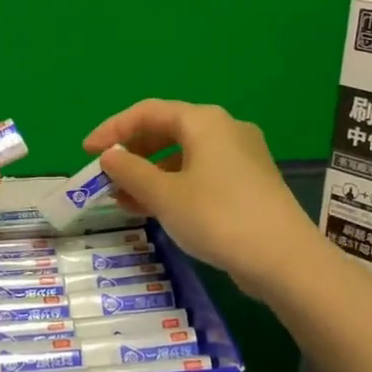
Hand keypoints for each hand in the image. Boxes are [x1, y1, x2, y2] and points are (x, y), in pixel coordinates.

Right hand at [82, 100, 323, 295]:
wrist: (284, 260)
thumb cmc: (217, 217)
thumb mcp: (164, 195)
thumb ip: (130, 172)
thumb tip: (109, 157)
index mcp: (203, 121)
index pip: (147, 112)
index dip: (112, 129)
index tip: (86, 152)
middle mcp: (225, 129)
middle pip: (167, 130)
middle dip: (132, 153)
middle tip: (104, 176)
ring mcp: (241, 156)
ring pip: (183, 155)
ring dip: (149, 174)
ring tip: (122, 199)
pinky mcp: (249, 183)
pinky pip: (200, 174)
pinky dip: (173, 186)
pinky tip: (154, 209)